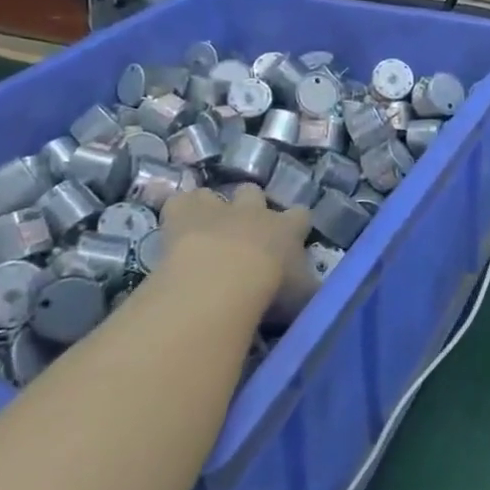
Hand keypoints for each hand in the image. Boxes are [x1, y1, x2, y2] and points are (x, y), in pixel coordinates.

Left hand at [156, 186, 311, 318]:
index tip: (293, 236)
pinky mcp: (182, 214)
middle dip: (250, 206)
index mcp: (287, 228)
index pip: (301, 215)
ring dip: (210, 208)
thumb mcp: (302, 297)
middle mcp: (254, 212)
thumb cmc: (271, 290)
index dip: (297, 224)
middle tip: (244, 232)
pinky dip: (178, 212)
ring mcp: (216, 209)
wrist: (222, 282)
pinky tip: (175, 228)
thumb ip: (308, 289)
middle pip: (254, 193)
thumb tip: (314, 290)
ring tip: (204, 230)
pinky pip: (179, 202)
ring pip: (213, 194)